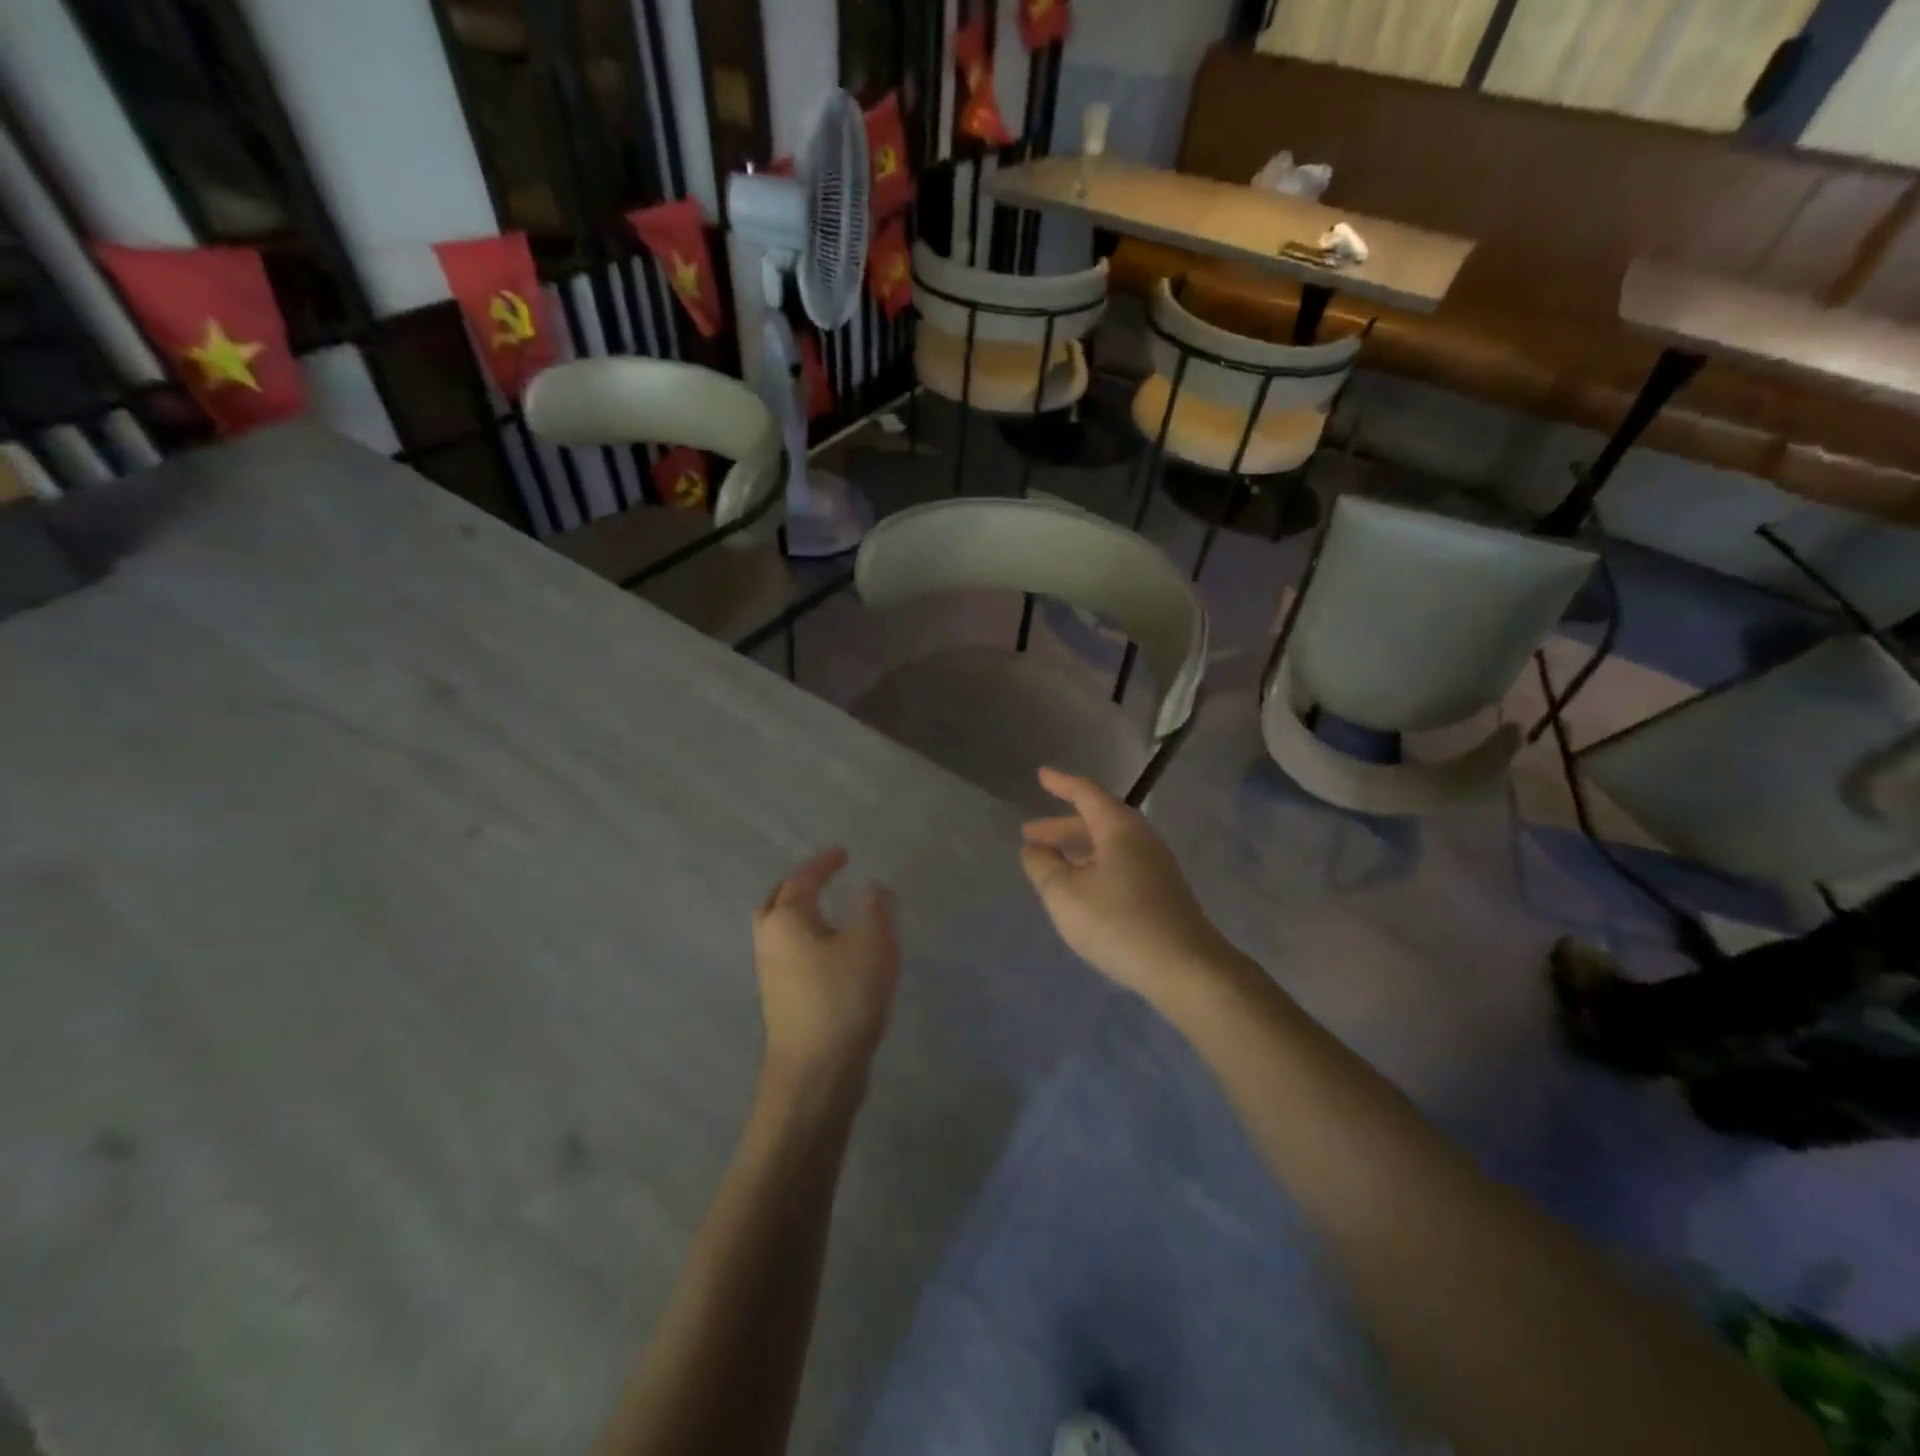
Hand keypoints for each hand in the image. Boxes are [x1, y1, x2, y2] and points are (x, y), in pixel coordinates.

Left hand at [752, 848, 899, 1101]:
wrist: (816, 1073)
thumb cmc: (843, 998)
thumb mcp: (873, 944)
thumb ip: (876, 908)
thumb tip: (872, 888)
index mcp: (786, 920)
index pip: (802, 879)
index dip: (824, 863)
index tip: (844, 854)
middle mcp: (770, 942)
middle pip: (777, 903)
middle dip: (799, 887)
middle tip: (825, 879)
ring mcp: (771, 975)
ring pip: (780, 932)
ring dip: (801, 916)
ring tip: (831, 913)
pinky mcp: (781, 1001)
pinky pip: (790, 955)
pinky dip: (807, 941)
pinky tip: (833, 953)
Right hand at [1020, 768, 1232, 1002]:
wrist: (1186, 967)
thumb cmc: (1118, 922)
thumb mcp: (1064, 894)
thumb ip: (1043, 866)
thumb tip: (1034, 849)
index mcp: (1118, 827)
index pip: (1085, 793)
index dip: (1061, 783)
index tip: (1041, 775)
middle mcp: (1141, 837)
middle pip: (1097, 819)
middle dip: (1061, 826)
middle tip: (1030, 834)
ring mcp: (1156, 865)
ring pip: (1109, 844)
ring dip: (1077, 849)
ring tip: (1051, 863)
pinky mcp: (1163, 891)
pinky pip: (1121, 863)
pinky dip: (1094, 865)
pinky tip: (1082, 888)